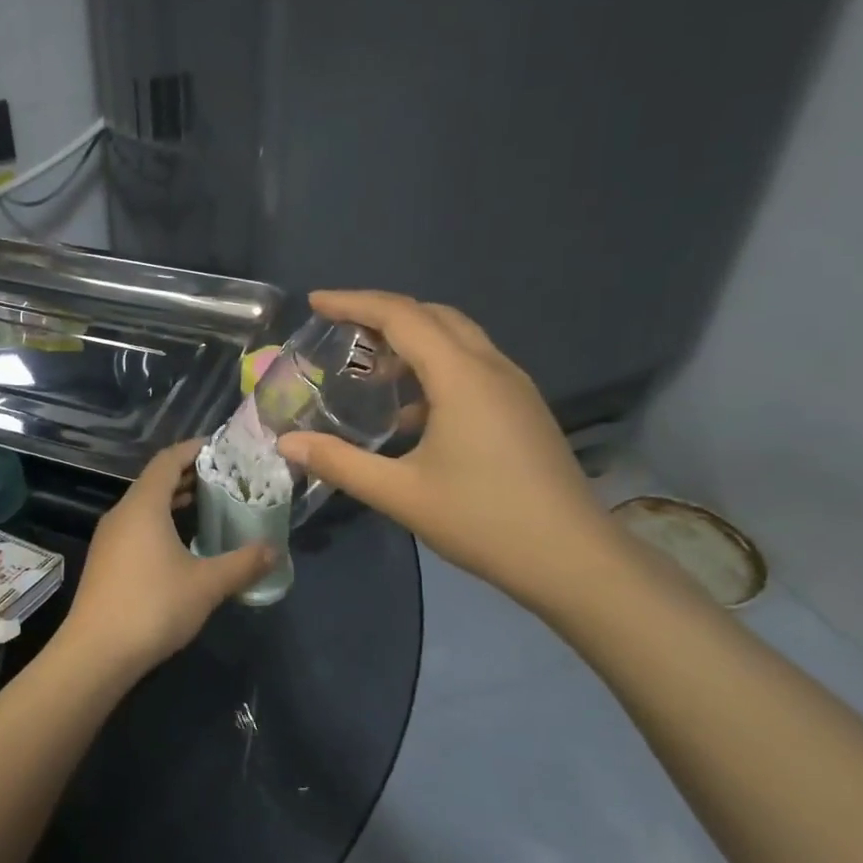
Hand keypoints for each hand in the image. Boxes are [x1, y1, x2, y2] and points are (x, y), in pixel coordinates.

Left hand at [63, 439, 274, 671]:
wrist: (96, 653)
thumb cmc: (153, 607)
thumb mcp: (207, 585)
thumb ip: (243, 564)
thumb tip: (274, 550)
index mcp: (143, 506)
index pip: (168, 460)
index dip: (194, 449)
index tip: (222, 448)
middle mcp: (122, 513)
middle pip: (155, 481)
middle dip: (189, 475)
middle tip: (224, 478)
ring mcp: (109, 538)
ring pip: (144, 505)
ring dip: (174, 500)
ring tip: (208, 506)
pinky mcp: (105, 561)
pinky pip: (136, 526)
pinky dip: (160, 522)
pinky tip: (181, 543)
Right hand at [276, 291, 618, 612]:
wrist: (575, 560)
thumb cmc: (484, 521)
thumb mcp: (401, 494)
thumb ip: (340, 462)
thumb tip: (287, 443)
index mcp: (461, 376)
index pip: (401, 316)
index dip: (354, 302)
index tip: (316, 302)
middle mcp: (492, 367)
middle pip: (433, 315)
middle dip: (383, 313)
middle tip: (340, 331)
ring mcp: (514, 387)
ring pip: (457, 338)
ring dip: (412, 339)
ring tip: (371, 367)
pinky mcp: (523, 409)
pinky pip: (472, 365)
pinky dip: (435, 366)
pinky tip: (412, 410)